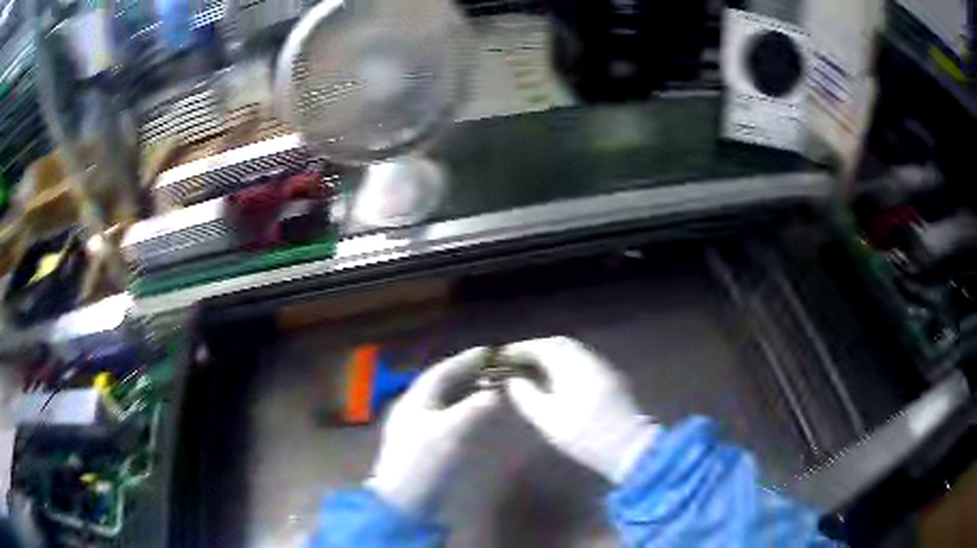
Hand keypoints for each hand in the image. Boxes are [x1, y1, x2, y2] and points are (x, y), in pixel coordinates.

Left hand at [365, 348, 499, 513]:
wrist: (402, 502)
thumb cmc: (423, 462)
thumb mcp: (450, 432)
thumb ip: (474, 409)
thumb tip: (495, 393)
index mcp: (415, 400)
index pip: (441, 372)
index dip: (465, 360)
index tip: (490, 352)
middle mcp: (412, 408)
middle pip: (441, 384)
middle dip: (466, 374)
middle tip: (493, 368)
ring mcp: (414, 428)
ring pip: (442, 401)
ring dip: (465, 391)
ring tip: (489, 387)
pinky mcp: (421, 445)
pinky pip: (445, 416)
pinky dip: (462, 410)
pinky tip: (475, 416)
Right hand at [502, 337, 659, 482]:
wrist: (629, 447)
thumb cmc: (585, 434)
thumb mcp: (547, 419)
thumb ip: (526, 396)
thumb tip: (514, 380)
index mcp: (573, 365)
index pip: (542, 346)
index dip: (520, 349)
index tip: (502, 357)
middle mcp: (589, 359)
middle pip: (559, 344)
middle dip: (535, 349)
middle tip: (516, 361)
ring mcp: (603, 368)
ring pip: (573, 352)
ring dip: (551, 356)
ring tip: (532, 370)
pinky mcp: (611, 379)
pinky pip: (582, 362)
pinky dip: (564, 364)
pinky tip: (556, 380)